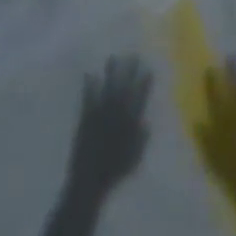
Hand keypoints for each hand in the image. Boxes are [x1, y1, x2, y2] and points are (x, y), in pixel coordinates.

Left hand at [66, 56, 152, 193]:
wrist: (90, 180)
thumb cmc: (115, 172)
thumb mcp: (134, 160)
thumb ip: (141, 141)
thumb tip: (146, 124)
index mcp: (129, 124)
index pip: (139, 99)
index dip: (144, 84)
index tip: (148, 70)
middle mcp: (116, 114)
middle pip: (124, 88)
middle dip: (129, 71)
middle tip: (133, 55)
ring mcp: (100, 113)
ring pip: (107, 88)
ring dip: (110, 72)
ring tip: (112, 57)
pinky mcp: (86, 117)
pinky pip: (88, 97)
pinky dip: (88, 85)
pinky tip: (89, 73)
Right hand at [194, 58, 235, 191]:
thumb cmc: (228, 172)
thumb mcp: (209, 158)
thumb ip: (203, 139)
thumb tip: (197, 123)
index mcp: (220, 121)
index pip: (214, 96)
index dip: (212, 81)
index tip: (211, 68)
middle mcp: (235, 114)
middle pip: (232, 88)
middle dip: (231, 71)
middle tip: (230, 57)